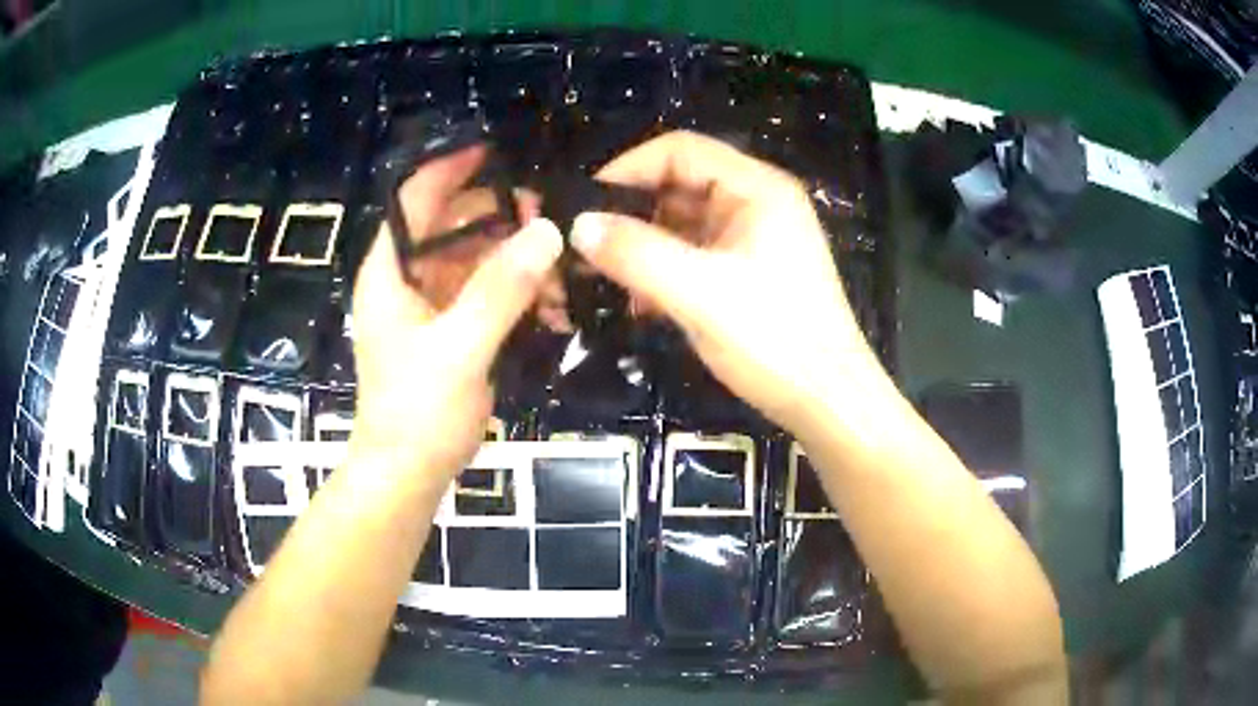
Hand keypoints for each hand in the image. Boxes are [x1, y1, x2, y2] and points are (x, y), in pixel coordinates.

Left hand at [349, 147, 562, 483]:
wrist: (408, 473)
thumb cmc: (417, 412)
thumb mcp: (459, 348)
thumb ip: (500, 289)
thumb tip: (548, 232)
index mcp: (391, 272)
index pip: (415, 199)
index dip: (450, 169)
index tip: (497, 152)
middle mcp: (407, 279)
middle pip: (453, 226)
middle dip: (501, 219)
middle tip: (553, 223)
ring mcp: (431, 305)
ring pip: (476, 260)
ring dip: (517, 261)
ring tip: (560, 273)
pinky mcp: (451, 330)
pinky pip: (487, 294)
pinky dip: (517, 293)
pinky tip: (552, 307)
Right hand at [572, 131, 881, 433]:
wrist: (827, 401)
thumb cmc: (775, 341)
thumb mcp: (700, 294)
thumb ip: (636, 254)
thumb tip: (578, 225)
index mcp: (757, 189)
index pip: (681, 150)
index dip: (628, 168)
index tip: (585, 204)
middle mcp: (757, 203)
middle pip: (680, 185)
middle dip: (632, 213)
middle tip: (587, 246)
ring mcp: (755, 239)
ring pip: (684, 224)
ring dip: (645, 247)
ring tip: (607, 280)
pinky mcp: (750, 272)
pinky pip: (696, 255)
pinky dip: (665, 271)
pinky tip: (641, 304)